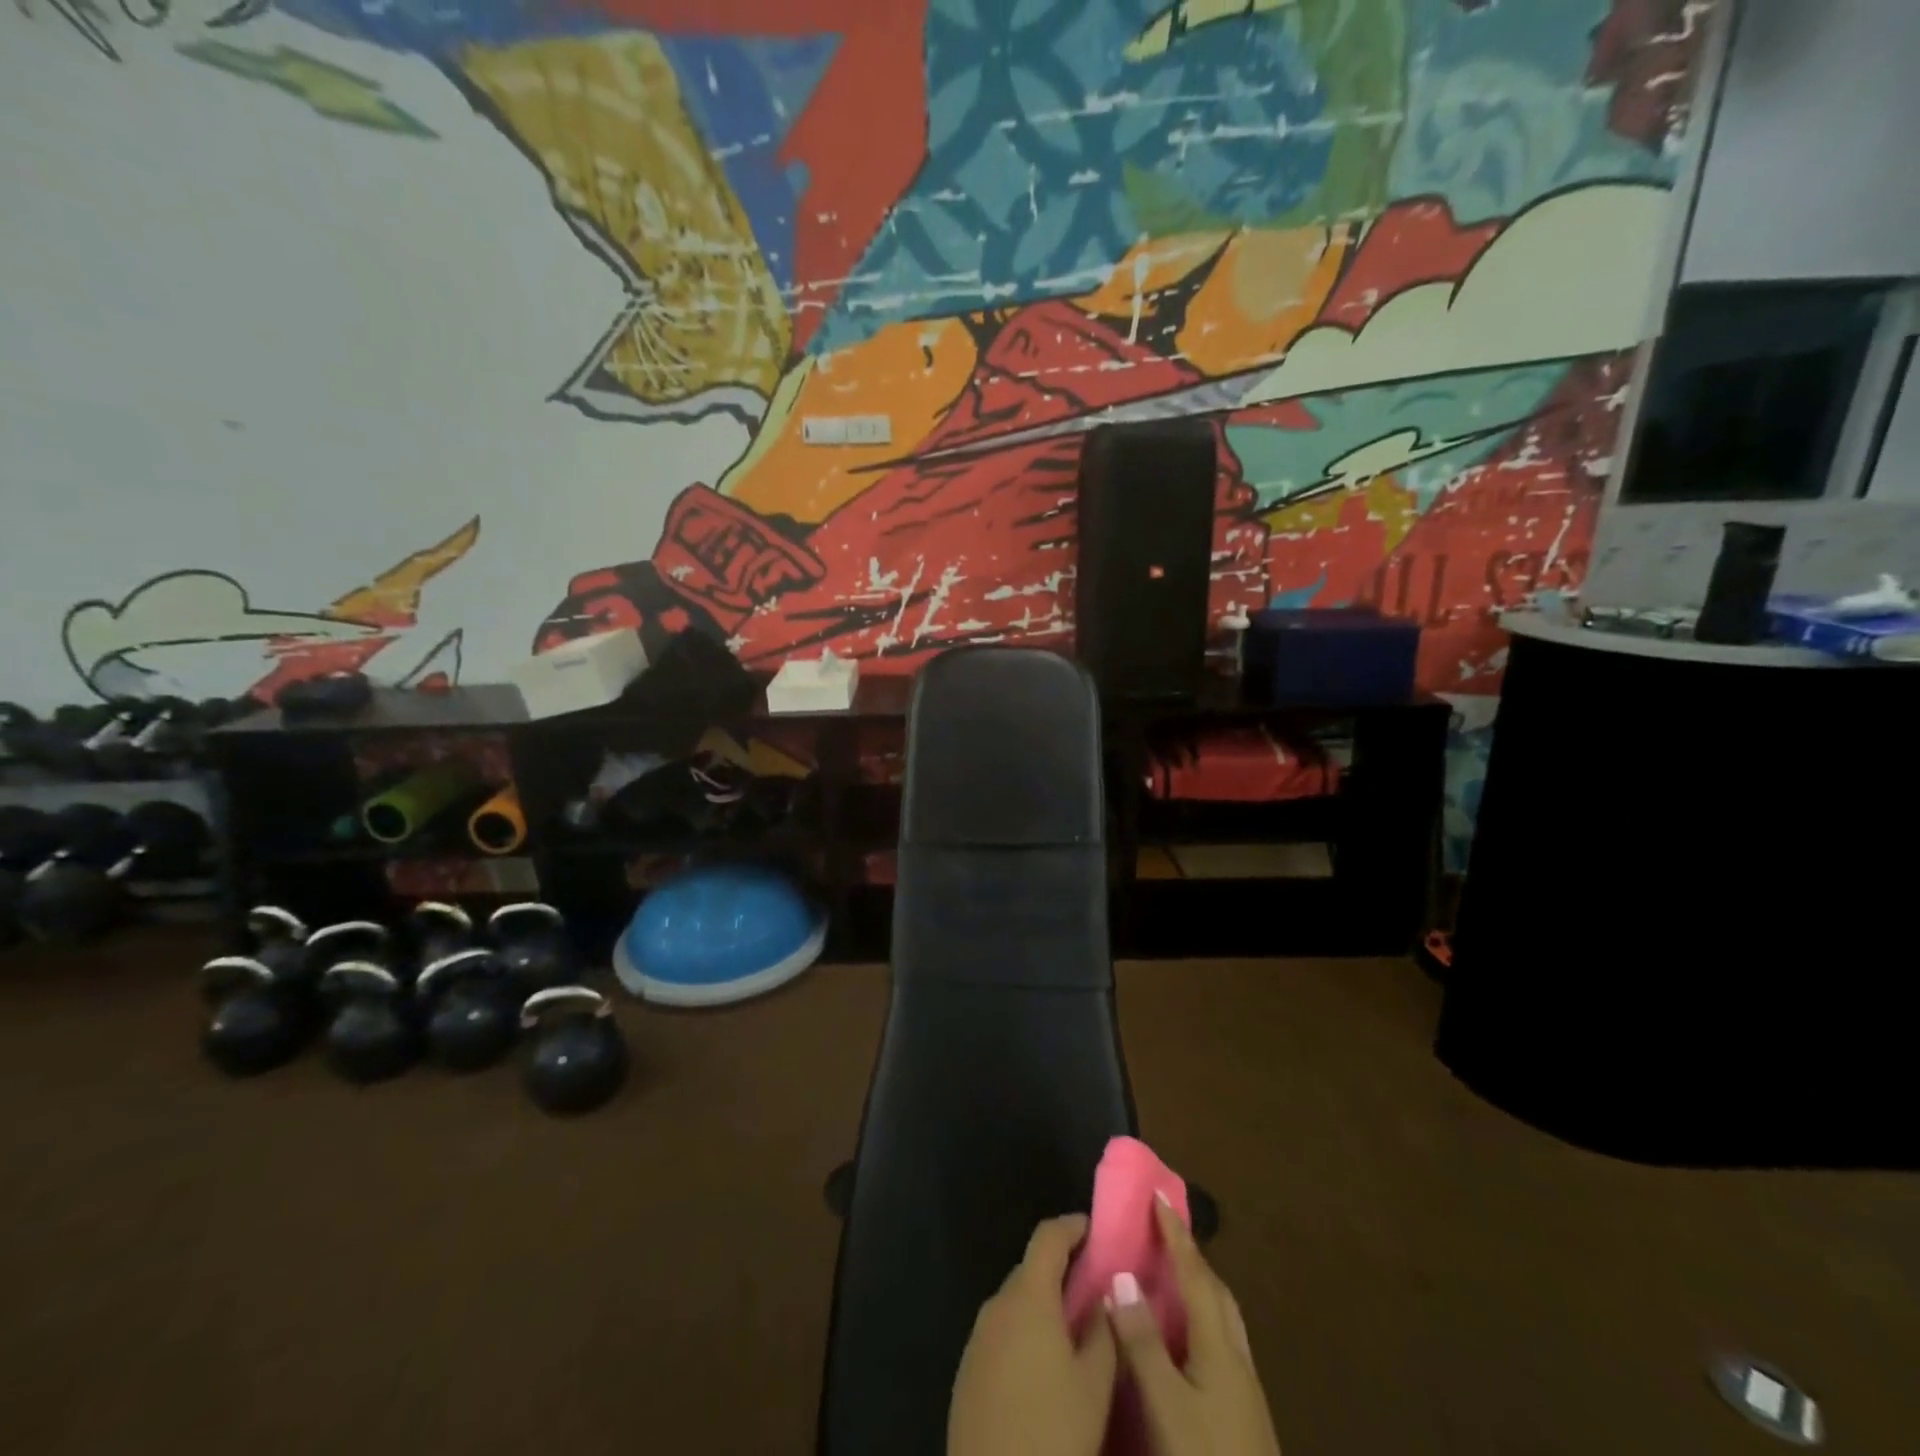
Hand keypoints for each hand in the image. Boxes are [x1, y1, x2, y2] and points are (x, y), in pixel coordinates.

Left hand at [948, 1213, 1118, 1455]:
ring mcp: (977, 1337)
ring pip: (1015, 1303)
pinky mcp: (967, 1371)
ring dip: (1041, 1305)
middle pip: (1031, 1269)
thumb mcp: (1095, 1384)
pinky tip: (1042, 1367)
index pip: (1047, 1237)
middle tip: (1093, 1287)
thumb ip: (1102, 1331)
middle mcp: (997, 1304)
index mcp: (1028, 1296)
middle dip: (1060, 1270)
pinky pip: (1001, 1333)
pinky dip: (1023, 1333)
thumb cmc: (1052, 1433)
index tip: (1094, 1230)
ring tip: (1073, 1330)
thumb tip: (1103, 1295)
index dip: (1072, 1227)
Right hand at [1107, 1197, 1281, 1455]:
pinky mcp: (1245, 1417)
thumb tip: (1123, 1275)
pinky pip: (1221, 1345)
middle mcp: (1237, 1359)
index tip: (1159, 1195)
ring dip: (1199, 1289)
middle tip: (1164, 1233)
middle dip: (1192, 1257)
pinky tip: (1184, 1342)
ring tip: (1171, 1278)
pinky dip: (1201, 1322)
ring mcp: (1246, 1391)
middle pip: (1217, 1293)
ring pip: (1223, 1321)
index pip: (1196, 1274)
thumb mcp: (1166, 1405)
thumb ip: (1144, 1342)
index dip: (1176, 1234)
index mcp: (1220, 1347)